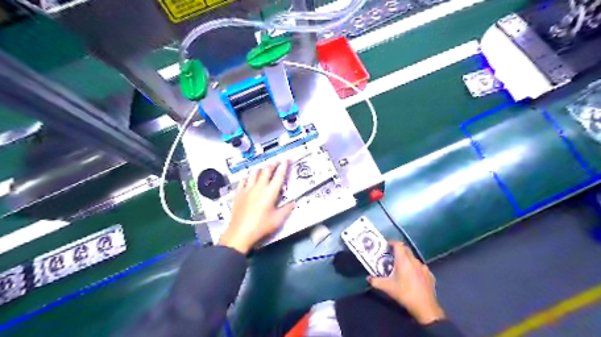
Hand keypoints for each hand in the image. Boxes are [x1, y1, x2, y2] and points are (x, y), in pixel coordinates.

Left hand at [220, 160, 296, 251]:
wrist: (240, 232)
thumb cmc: (261, 226)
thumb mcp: (277, 220)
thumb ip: (286, 210)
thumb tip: (293, 203)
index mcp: (270, 192)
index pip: (279, 176)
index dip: (284, 167)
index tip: (286, 160)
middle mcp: (259, 187)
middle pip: (266, 171)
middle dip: (272, 165)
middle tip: (276, 161)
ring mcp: (247, 189)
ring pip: (253, 174)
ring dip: (259, 169)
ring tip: (262, 168)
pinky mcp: (238, 194)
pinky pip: (242, 181)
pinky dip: (247, 178)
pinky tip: (247, 178)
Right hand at [367, 242, 445, 323]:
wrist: (425, 307)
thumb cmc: (404, 293)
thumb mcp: (387, 288)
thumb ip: (376, 281)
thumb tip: (368, 278)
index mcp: (403, 260)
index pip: (398, 244)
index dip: (392, 242)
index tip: (386, 245)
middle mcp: (414, 260)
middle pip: (406, 249)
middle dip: (398, 250)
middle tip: (391, 255)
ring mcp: (423, 267)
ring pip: (413, 258)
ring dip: (407, 259)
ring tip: (401, 267)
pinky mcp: (429, 275)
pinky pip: (420, 267)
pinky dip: (415, 268)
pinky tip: (412, 277)